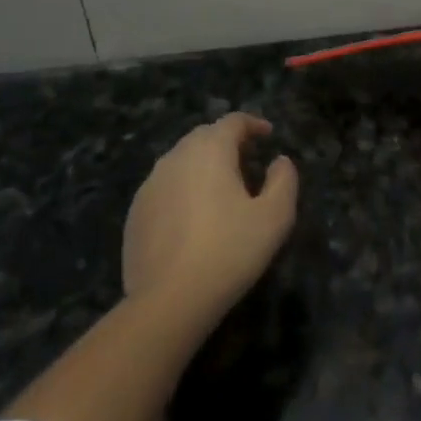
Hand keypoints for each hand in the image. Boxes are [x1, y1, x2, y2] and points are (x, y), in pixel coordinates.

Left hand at [122, 114, 297, 318]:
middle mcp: (175, 158)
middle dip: (227, 141)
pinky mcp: (136, 213)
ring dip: (204, 164)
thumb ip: (284, 180)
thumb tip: (280, 161)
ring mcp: (150, 185)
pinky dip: (184, 188)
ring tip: (222, 186)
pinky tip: (194, 216)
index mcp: (209, 151)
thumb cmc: (230, 250)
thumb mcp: (275, 216)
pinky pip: (165, 187)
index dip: (253, 124)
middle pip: (203, 136)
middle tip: (248, 159)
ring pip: (181, 161)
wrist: (169, 299)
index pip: (232, 122)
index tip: (268, 135)